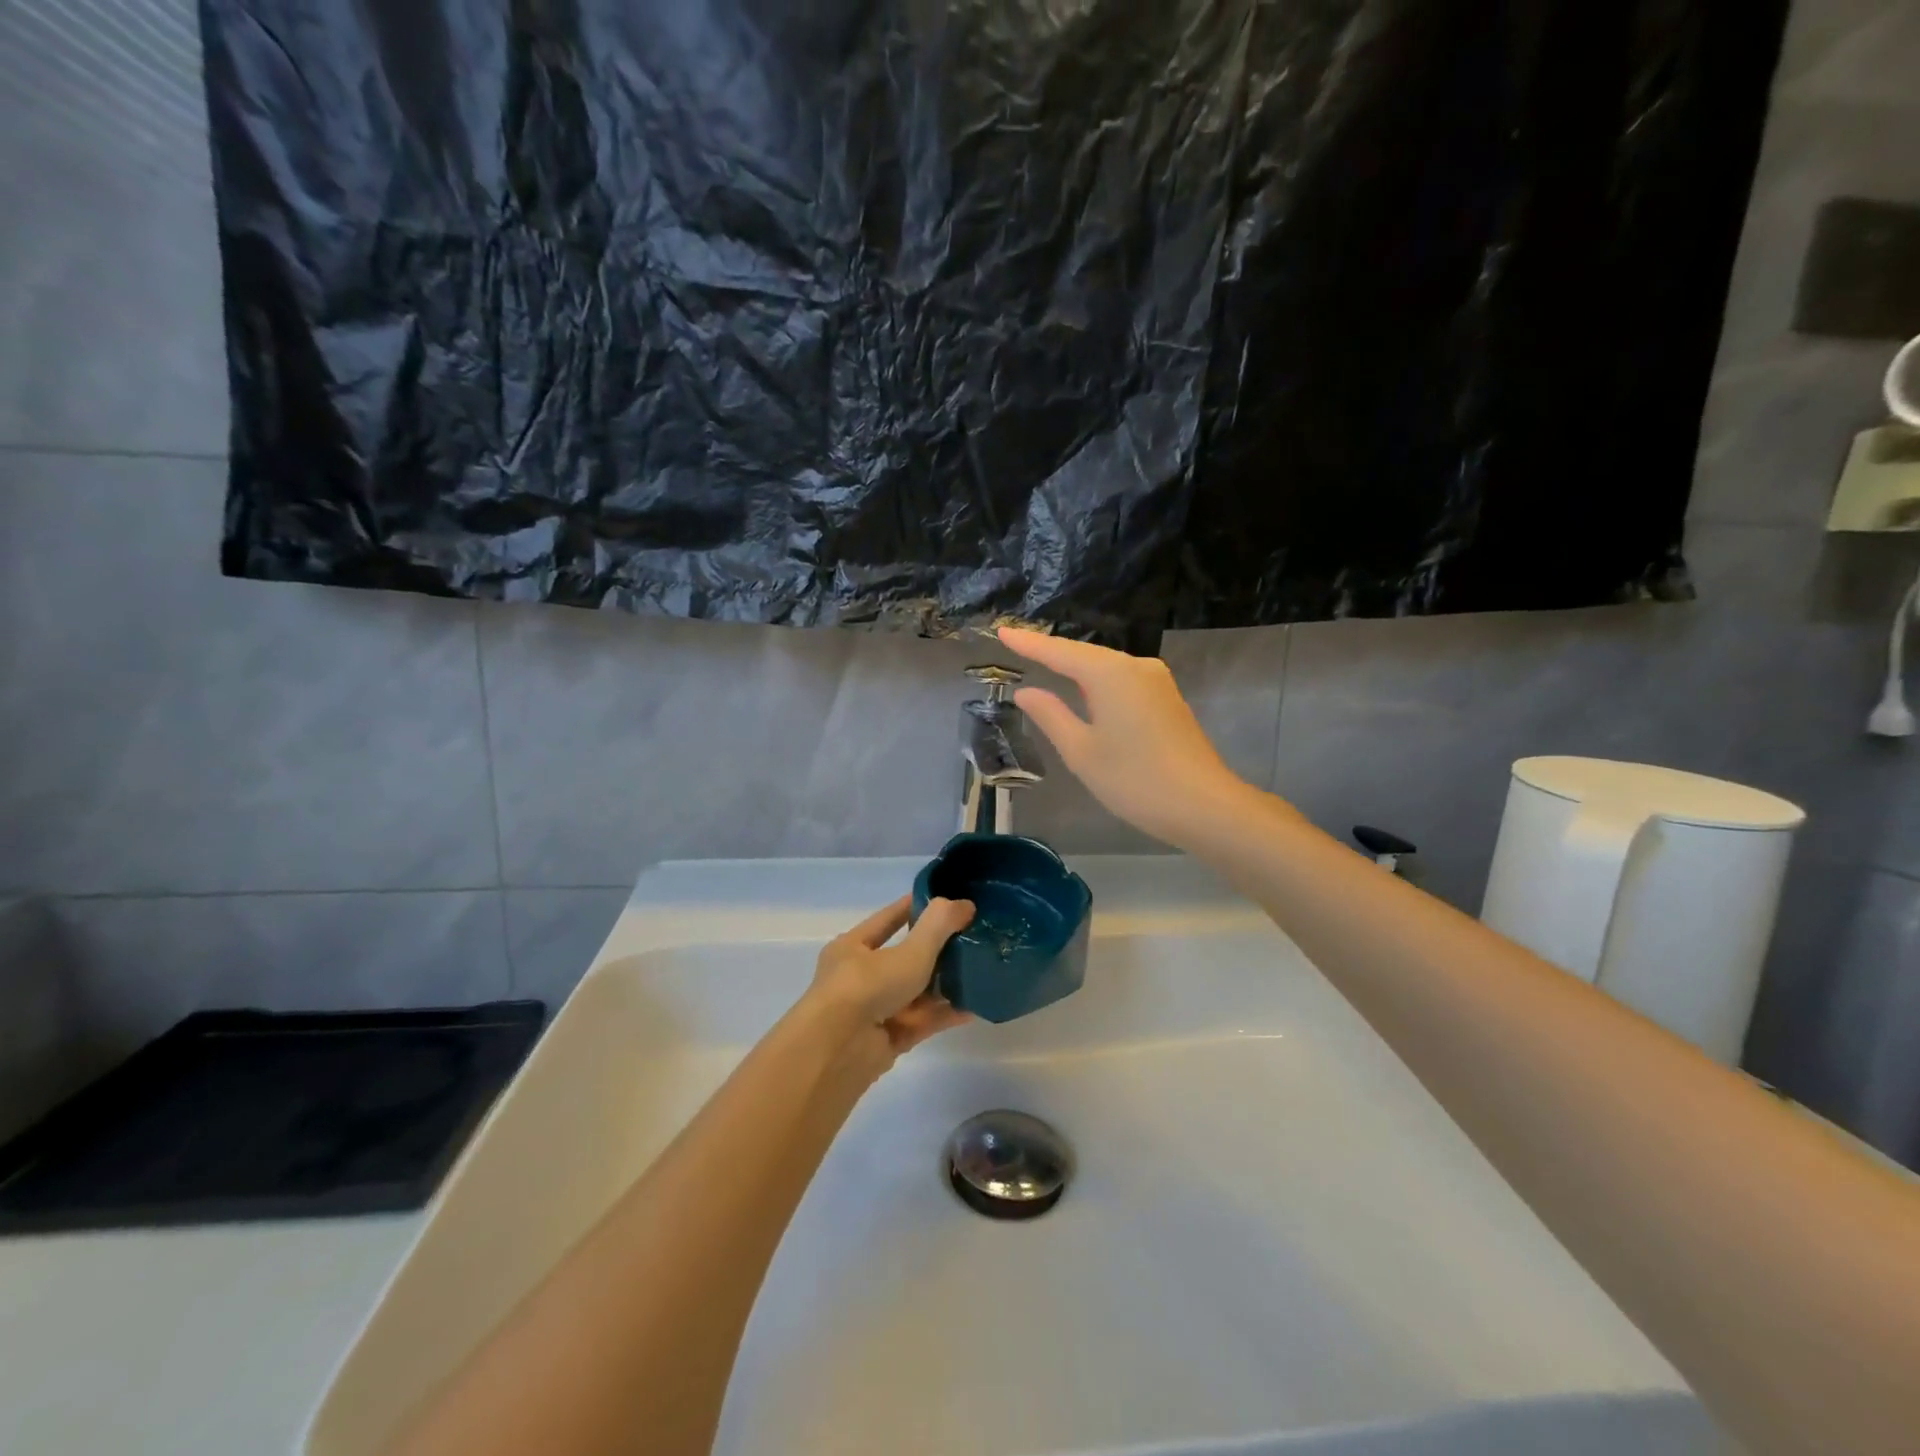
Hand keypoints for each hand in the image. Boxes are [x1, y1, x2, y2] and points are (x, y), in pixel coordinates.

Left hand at [809, 896, 975, 1061]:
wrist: (837, 1052)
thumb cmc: (867, 987)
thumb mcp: (909, 951)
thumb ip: (939, 925)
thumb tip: (965, 904)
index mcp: (854, 947)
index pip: (889, 919)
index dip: (916, 908)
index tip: (948, 902)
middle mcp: (860, 977)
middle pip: (905, 958)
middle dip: (938, 951)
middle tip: (973, 940)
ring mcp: (873, 1011)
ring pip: (915, 992)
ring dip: (945, 984)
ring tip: (980, 973)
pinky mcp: (886, 1041)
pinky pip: (920, 1021)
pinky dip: (944, 1014)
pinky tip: (973, 1008)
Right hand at [998, 626, 1248, 848]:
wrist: (1203, 805)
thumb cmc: (1134, 780)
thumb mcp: (1081, 751)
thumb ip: (1051, 715)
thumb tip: (1026, 692)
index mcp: (1110, 674)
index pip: (1059, 652)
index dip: (1029, 643)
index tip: (1002, 631)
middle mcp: (1136, 666)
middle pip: (1085, 654)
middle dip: (1052, 651)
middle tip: (1017, 644)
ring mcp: (1157, 681)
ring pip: (1106, 667)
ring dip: (1075, 666)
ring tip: (1043, 662)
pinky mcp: (1167, 699)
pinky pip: (1122, 680)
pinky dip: (1097, 681)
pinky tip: (1084, 688)